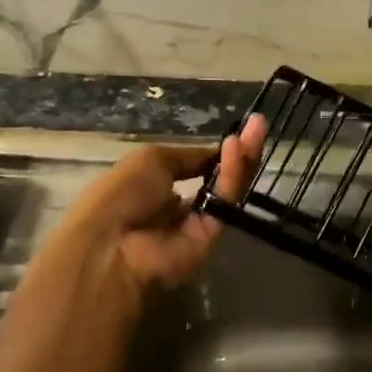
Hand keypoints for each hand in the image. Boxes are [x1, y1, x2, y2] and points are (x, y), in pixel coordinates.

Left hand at [56, 114, 267, 305]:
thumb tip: (216, 153)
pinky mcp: (213, 238)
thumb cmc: (120, 195)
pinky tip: (237, 149)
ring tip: (258, 128)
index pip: (195, 168)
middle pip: (218, 178)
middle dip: (239, 151)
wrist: (112, 246)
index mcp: (155, 188)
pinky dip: (232, 175)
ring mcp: (197, 224)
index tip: (237, 131)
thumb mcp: (150, 160)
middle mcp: (178, 207)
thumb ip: (189, 157)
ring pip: (227, 189)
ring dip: (242, 158)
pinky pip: (225, 202)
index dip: (215, 152)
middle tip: (259, 124)